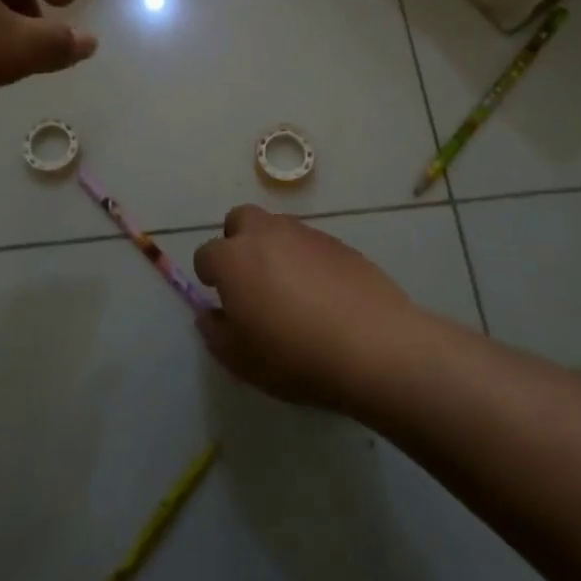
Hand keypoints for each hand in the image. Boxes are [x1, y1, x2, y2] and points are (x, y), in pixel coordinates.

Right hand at [193, 206, 418, 410]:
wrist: (374, 347)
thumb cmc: (296, 357)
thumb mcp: (242, 360)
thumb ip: (216, 333)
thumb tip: (210, 314)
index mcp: (234, 259)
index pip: (206, 254)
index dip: (209, 276)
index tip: (221, 299)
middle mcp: (266, 234)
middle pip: (240, 220)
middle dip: (237, 242)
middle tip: (250, 280)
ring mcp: (305, 234)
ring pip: (277, 227)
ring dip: (273, 248)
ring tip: (289, 288)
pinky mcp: (339, 243)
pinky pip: (310, 243)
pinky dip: (306, 259)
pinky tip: (322, 293)